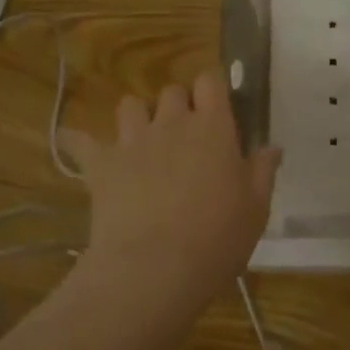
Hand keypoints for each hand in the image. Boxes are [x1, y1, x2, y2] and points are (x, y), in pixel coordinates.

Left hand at [59, 70, 280, 311]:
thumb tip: (271, 147)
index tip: (217, 110)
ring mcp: (132, 141)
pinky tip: (78, 146)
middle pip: (171, 90)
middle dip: (178, 105)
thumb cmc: (217, 239)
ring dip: (138, 117)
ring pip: (130, 105)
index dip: (212, 90)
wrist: (156, 268)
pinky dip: (79, 141)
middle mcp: (171, 123)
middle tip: (185, 136)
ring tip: (143, 141)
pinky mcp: (100, 164)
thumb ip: (262, 172)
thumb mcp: (256, 209)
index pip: (211, 81)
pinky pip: (80, 140)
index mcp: (213, 128)